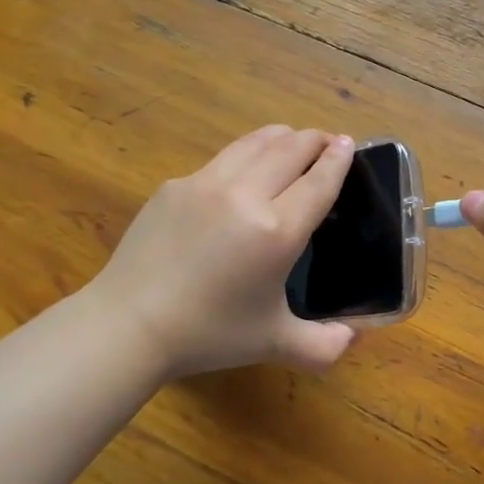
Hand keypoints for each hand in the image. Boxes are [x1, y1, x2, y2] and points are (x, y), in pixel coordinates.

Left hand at [95, 126, 358, 378]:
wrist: (129, 324)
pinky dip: (244, 156)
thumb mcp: (274, 343)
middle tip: (327, 141)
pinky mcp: (175, 185)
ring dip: (281, 138)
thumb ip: (323, 345)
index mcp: (277, 231)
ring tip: (291, 141)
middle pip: (290, 149)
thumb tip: (354, 337)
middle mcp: (245, 196)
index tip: (349, 144)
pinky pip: (221, 160)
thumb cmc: (209, 334)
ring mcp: (205, 184)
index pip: (319, 181)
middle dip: (315, 140)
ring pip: (254, 143)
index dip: (338, 159)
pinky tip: (242, 171)